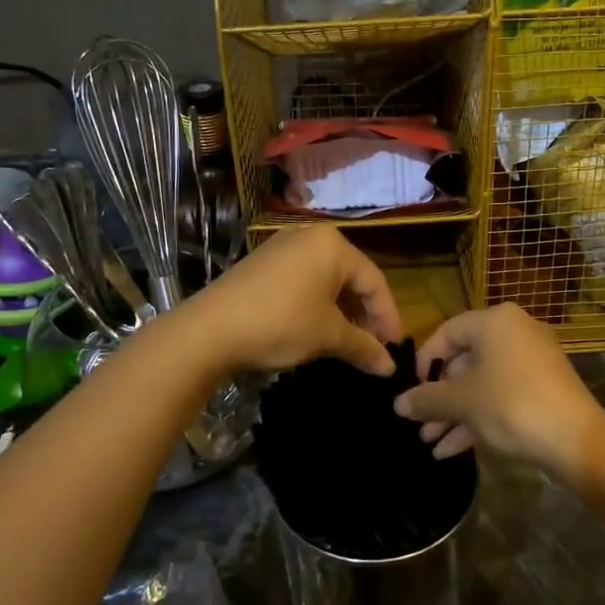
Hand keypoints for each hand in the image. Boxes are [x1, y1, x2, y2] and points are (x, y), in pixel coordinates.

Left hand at [184, 224, 400, 376]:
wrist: (209, 330)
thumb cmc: (281, 324)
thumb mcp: (328, 336)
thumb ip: (364, 347)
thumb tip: (389, 368)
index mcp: (333, 245)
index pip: (374, 282)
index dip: (388, 318)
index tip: (395, 348)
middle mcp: (310, 237)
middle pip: (351, 278)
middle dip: (364, 315)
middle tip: (374, 347)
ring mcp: (283, 247)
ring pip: (327, 280)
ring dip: (342, 312)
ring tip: (349, 343)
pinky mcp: (263, 263)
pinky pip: (304, 281)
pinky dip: (317, 305)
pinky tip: (319, 329)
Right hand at [392, 303, 604, 483]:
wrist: (577, 441)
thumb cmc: (512, 406)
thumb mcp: (463, 402)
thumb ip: (427, 399)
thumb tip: (398, 403)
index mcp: (496, 322)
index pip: (447, 332)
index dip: (425, 361)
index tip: (411, 390)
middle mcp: (515, 333)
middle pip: (465, 361)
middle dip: (439, 397)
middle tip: (418, 423)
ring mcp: (532, 362)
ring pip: (482, 383)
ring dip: (454, 413)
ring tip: (429, 442)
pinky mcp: (542, 389)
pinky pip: (501, 396)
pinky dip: (478, 418)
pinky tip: (451, 451)